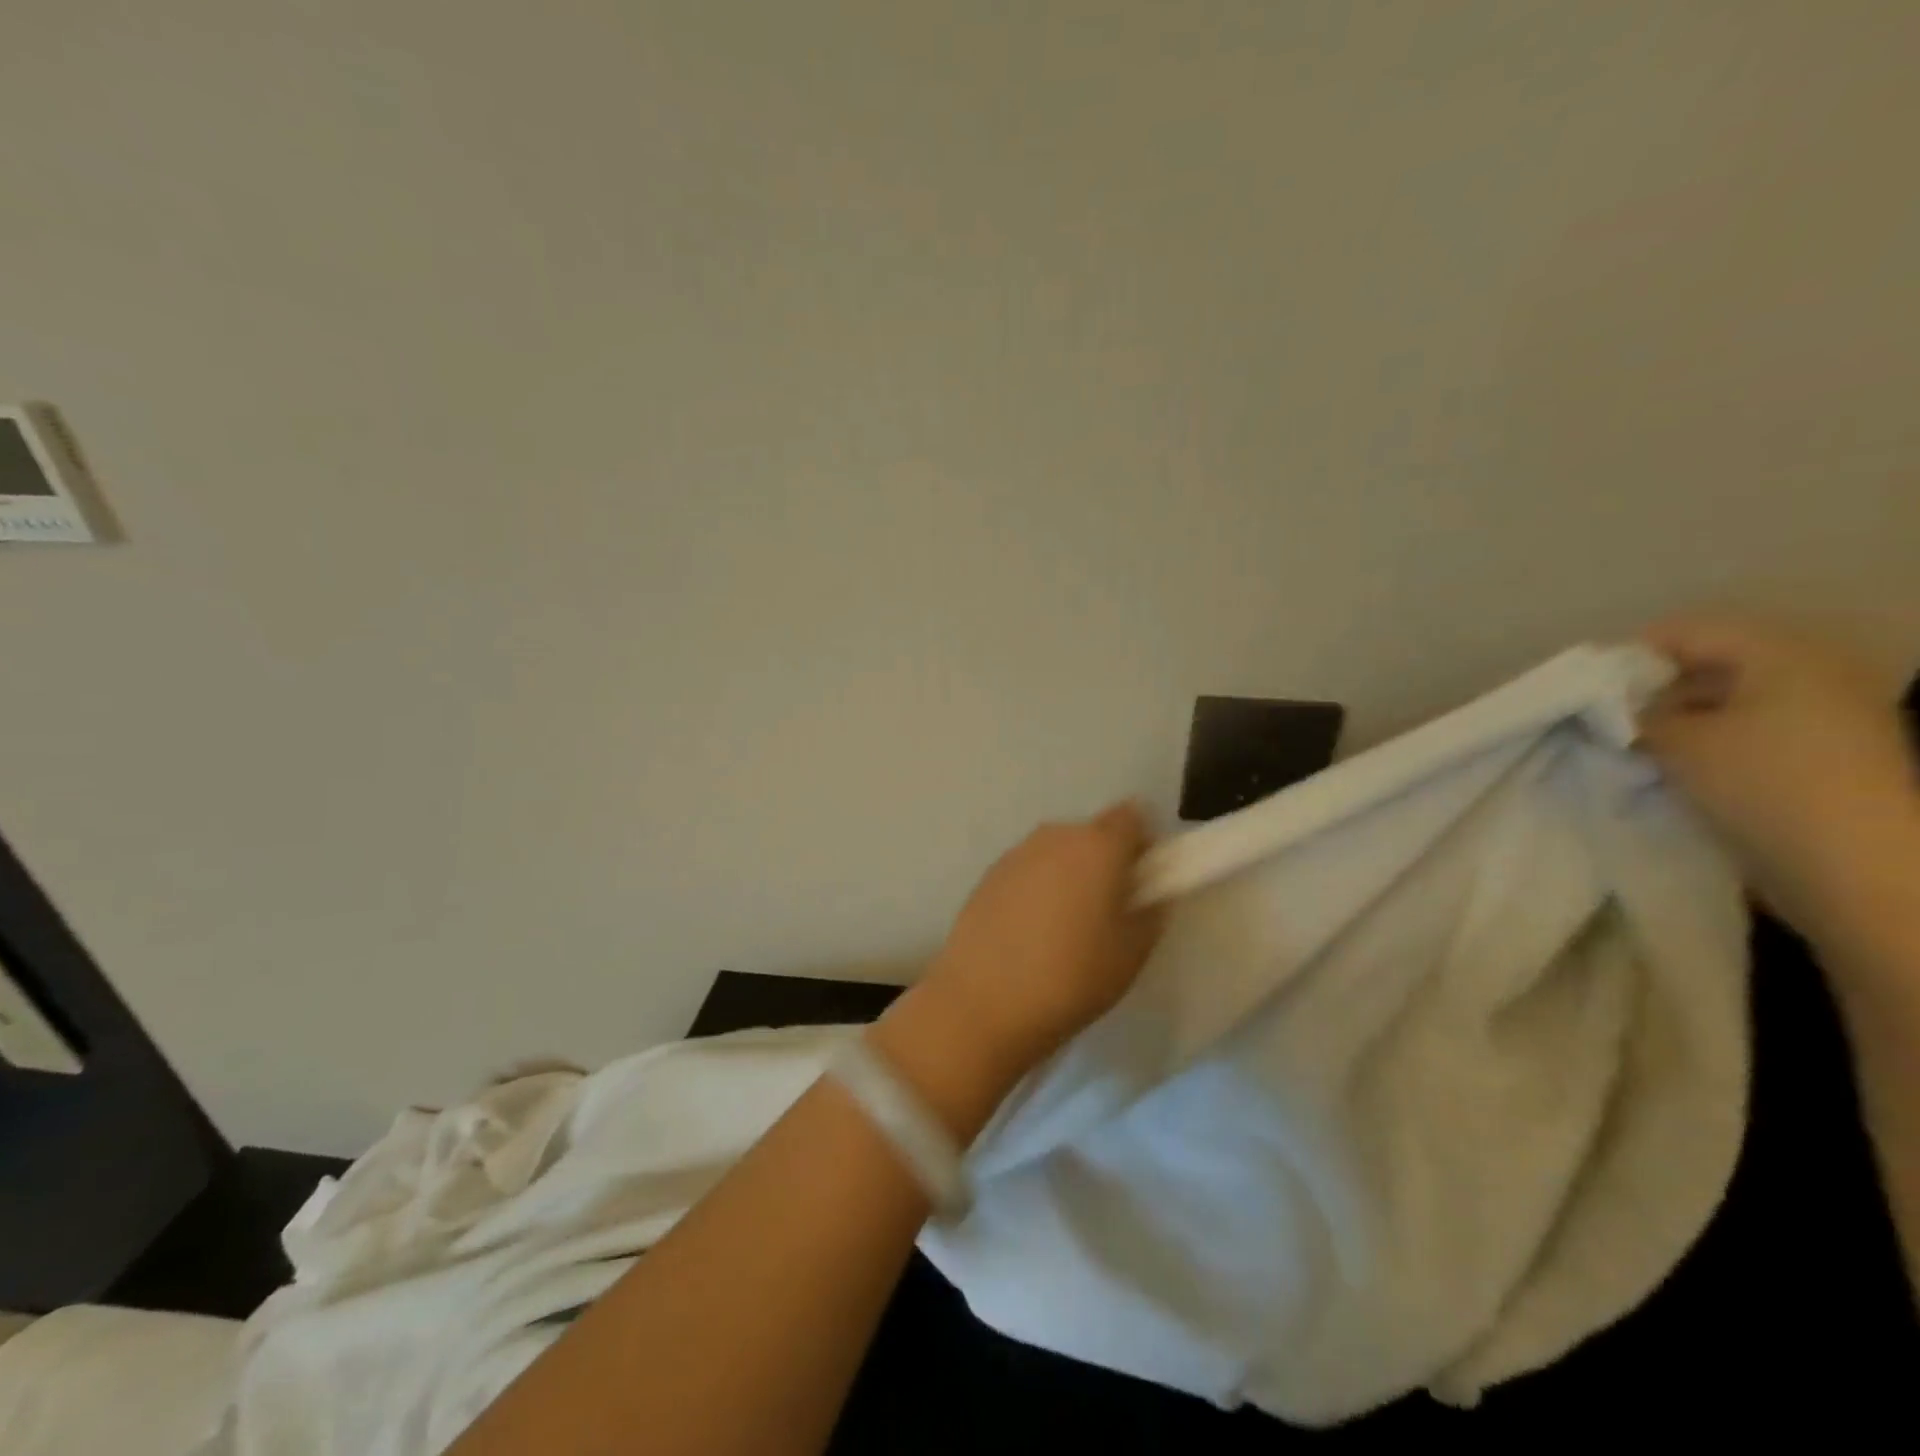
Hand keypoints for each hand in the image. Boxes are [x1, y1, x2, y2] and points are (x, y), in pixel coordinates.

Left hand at [916, 802, 1163, 1077]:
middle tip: (1108, 908)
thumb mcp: (1132, 952)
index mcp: (1098, 846)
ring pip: (1057, 852)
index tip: (1143, 879)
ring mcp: (1016, 853)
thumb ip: (1152, 910)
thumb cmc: (1072, 977)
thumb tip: (1151, 892)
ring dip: (1068, 873)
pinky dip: (1037, 887)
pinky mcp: (988, 875)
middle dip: (1105, 861)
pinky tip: (1030, 931)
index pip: (1132, 816)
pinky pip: (1028, 870)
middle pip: (1092, 834)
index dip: (1142, 843)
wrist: (984, 1001)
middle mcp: (1055, 836)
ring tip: (1065, 925)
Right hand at [1638, 613, 1919, 942]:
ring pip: (1734, 698)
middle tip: (1611, 716)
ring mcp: (1832, 715)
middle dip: (1658, 687)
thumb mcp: (1679, 742)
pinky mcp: (1832, 754)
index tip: (1589, 686)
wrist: (1857, 868)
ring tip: (1640, 745)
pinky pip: (1757, 728)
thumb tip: (1619, 708)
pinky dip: (1714, 738)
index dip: (1633, 654)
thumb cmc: (1763, 785)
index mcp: (1785, 655)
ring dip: (1684, 716)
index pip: (1690, 631)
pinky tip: (1681, 765)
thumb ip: (1639, 714)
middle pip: (1716, 662)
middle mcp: (1816, 673)